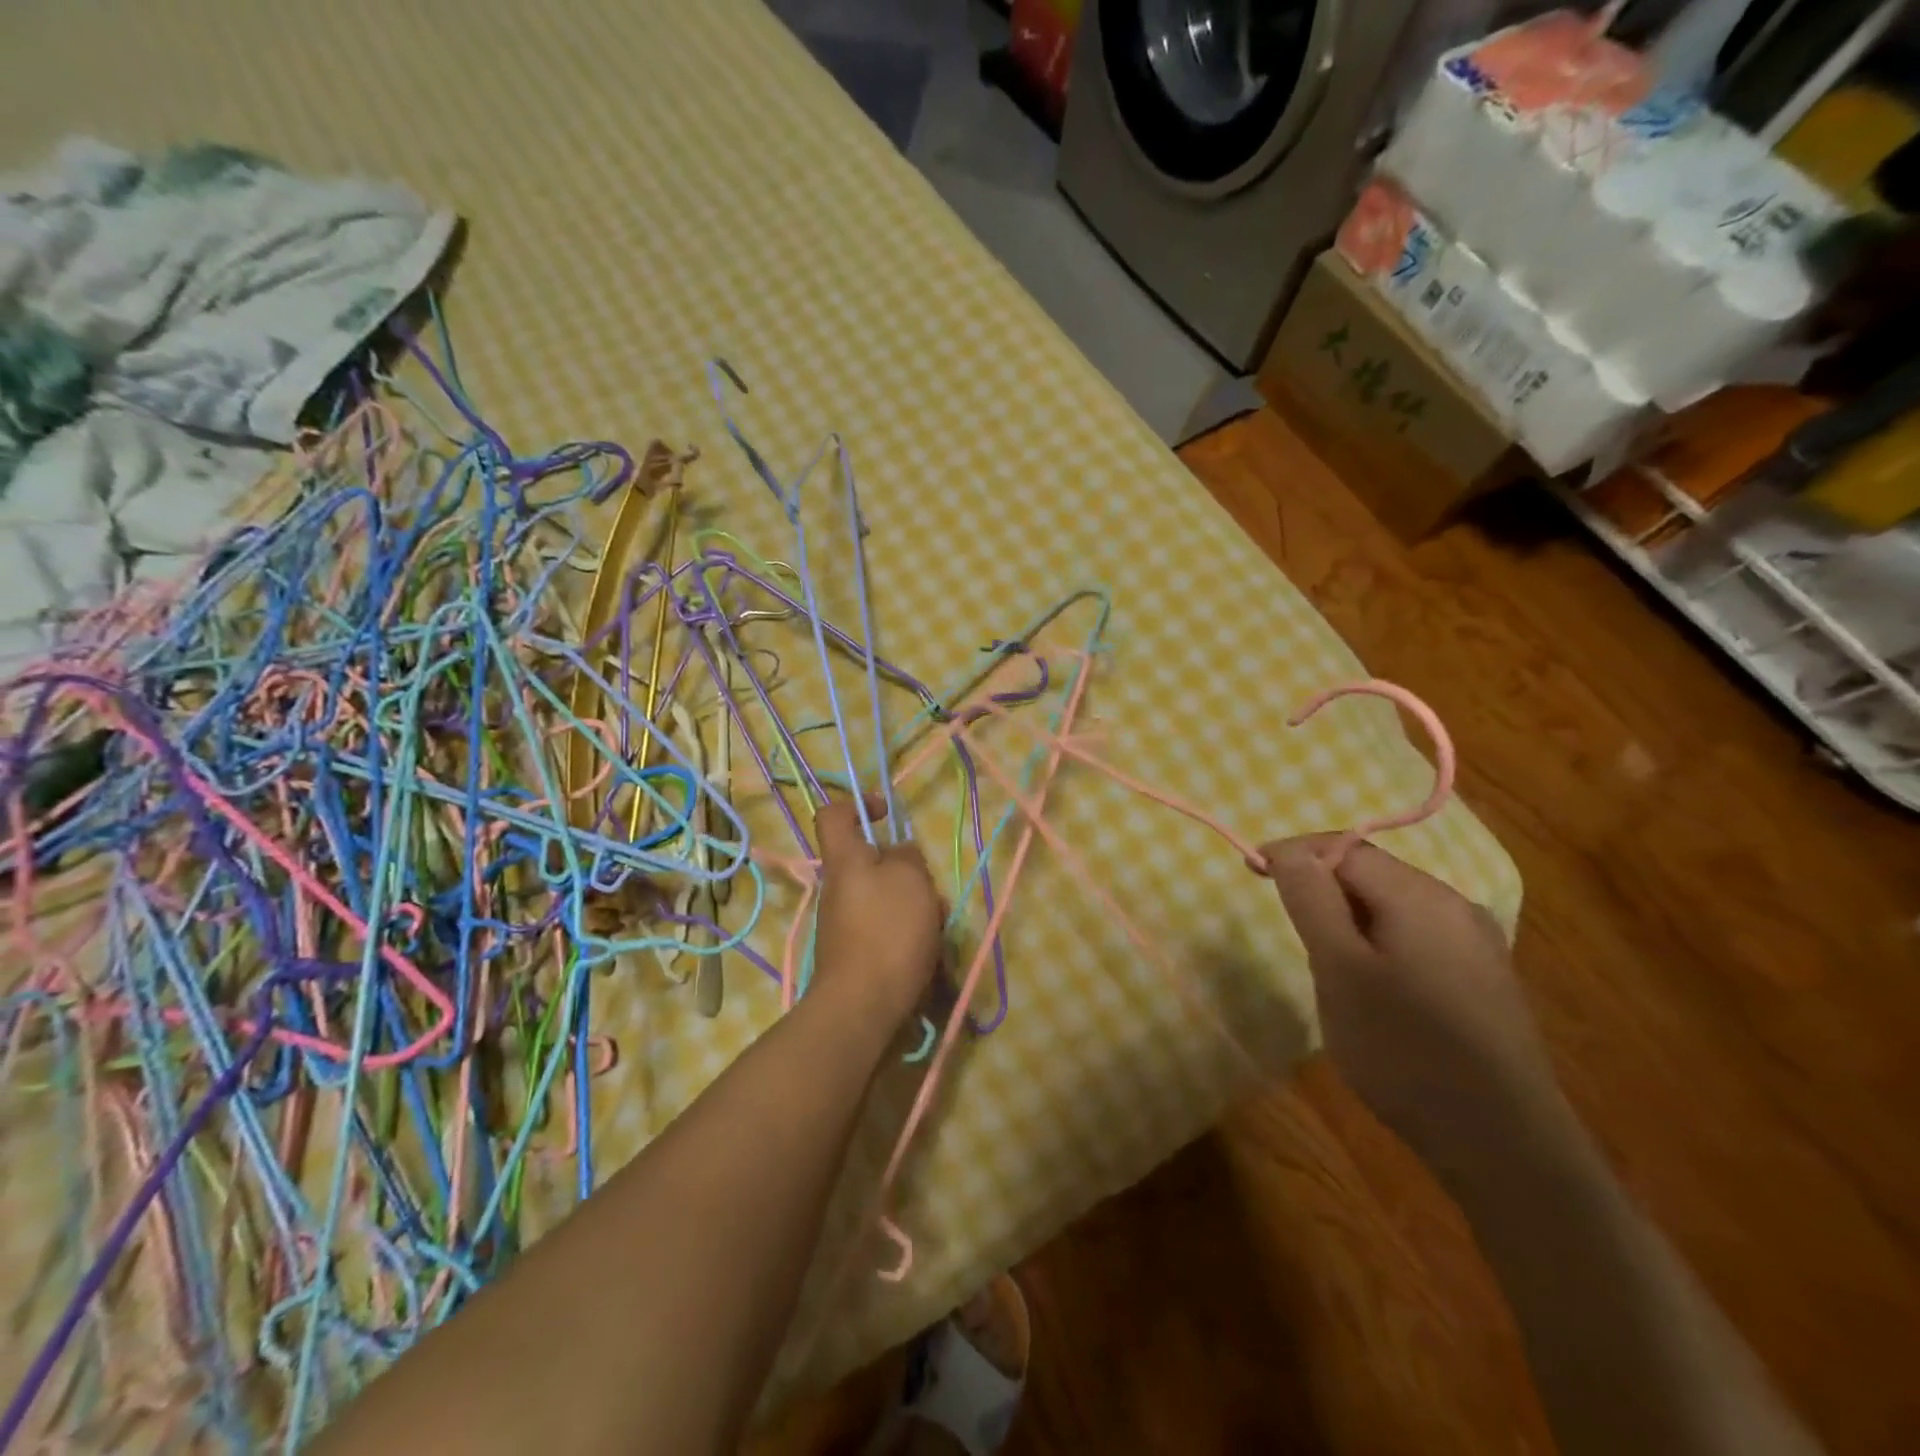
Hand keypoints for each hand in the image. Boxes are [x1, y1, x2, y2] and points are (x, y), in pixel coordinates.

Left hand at [811, 793, 941, 1031]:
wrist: (862, 1006)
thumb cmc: (887, 931)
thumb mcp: (910, 878)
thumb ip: (907, 856)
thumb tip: (899, 854)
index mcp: (844, 860)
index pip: (833, 815)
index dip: (859, 804)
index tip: (888, 813)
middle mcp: (837, 889)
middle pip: (870, 863)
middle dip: (905, 872)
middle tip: (928, 889)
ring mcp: (843, 924)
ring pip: (884, 899)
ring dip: (912, 908)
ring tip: (935, 929)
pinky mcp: (854, 954)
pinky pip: (885, 931)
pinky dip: (907, 936)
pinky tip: (927, 955)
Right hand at [1259, 835, 1559, 1154]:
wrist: (1503, 1143)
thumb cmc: (1404, 1048)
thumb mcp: (1338, 969)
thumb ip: (1311, 899)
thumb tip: (1288, 851)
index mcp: (1419, 894)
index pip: (1343, 847)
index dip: (1293, 855)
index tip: (1251, 872)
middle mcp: (1455, 905)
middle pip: (1372, 873)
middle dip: (1323, 889)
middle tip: (1292, 931)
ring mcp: (1478, 943)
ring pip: (1394, 907)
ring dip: (1351, 919)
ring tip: (1329, 967)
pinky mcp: (1484, 979)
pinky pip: (1418, 938)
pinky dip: (1381, 945)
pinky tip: (1377, 991)